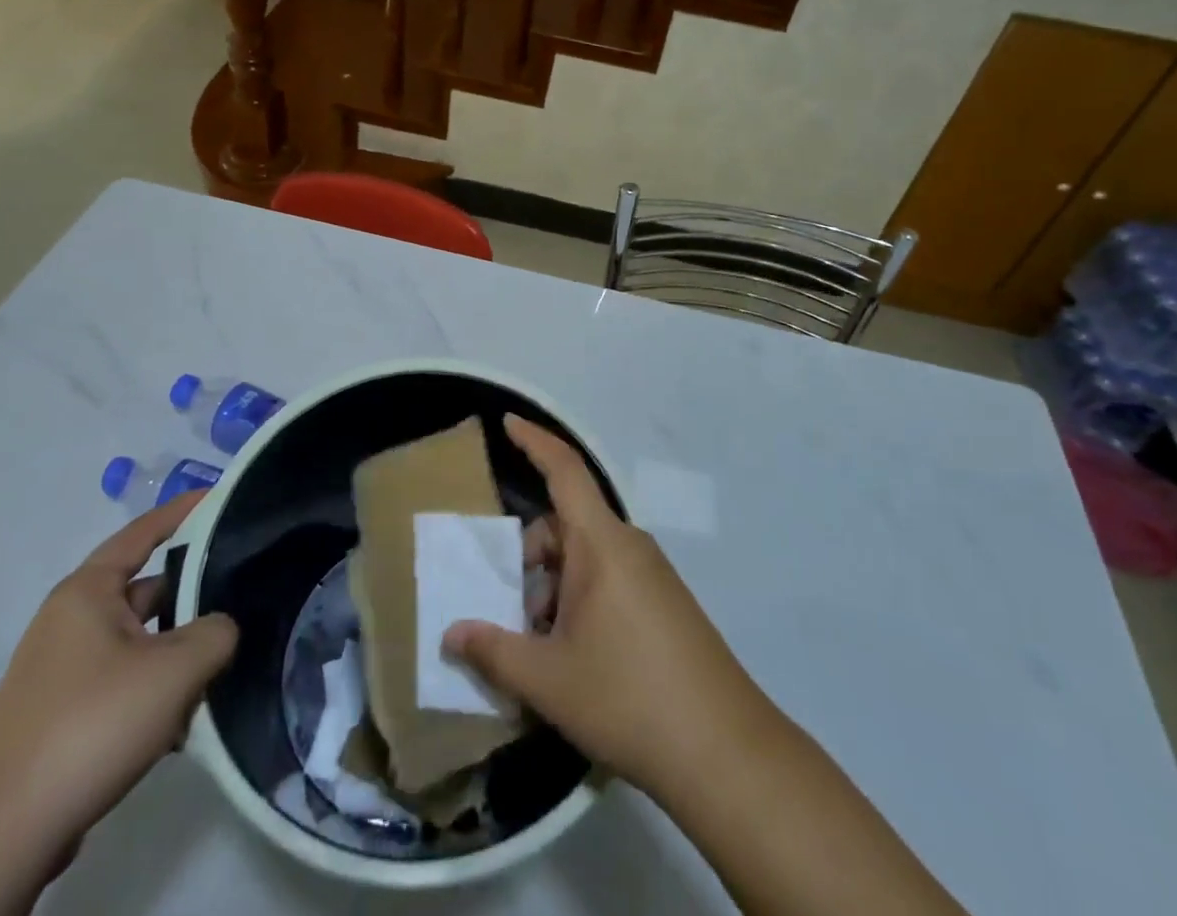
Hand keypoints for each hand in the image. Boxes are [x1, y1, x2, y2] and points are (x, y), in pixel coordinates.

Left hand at [0, 493, 237, 862]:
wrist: (2, 837)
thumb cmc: (91, 725)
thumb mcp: (175, 670)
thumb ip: (216, 632)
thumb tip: (220, 629)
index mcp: (87, 591)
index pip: (144, 531)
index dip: (184, 511)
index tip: (223, 497)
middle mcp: (70, 619)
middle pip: (147, 590)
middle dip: (193, 598)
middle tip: (241, 600)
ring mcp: (61, 668)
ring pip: (139, 641)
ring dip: (177, 654)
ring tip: (218, 672)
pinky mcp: (60, 713)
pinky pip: (122, 680)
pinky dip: (154, 689)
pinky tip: (181, 722)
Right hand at [443, 418, 772, 799]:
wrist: (725, 753)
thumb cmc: (627, 698)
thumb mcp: (547, 679)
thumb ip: (492, 650)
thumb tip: (450, 633)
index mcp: (601, 543)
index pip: (565, 470)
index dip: (534, 441)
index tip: (507, 422)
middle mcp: (629, 546)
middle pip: (566, 525)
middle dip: (530, 557)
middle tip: (510, 614)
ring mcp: (652, 575)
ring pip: (586, 558)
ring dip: (554, 587)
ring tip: (541, 649)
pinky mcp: (666, 604)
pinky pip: (609, 579)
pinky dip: (580, 601)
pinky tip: (574, 657)